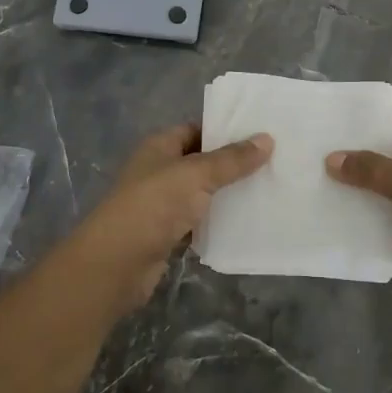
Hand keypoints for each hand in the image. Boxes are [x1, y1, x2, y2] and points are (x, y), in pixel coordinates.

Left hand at [57, 123, 272, 318]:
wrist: (116, 263)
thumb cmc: (153, 206)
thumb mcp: (196, 175)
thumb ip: (232, 159)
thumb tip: (267, 139)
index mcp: (160, 147)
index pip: (197, 129)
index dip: (226, 129)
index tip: (262, 133)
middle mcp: (160, 171)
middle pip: (202, 162)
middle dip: (233, 164)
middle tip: (275, 162)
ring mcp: (162, 204)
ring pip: (202, 193)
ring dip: (229, 194)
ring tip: (269, 190)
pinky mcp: (168, 234)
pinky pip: (200, 222)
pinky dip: (219, 222)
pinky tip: (248, 222)